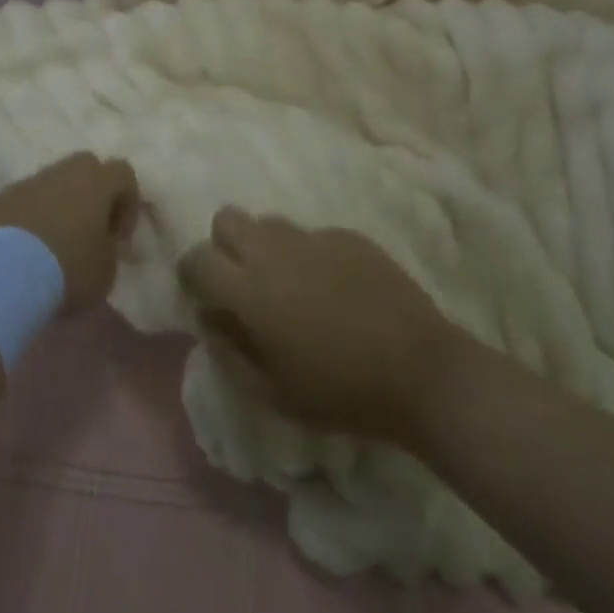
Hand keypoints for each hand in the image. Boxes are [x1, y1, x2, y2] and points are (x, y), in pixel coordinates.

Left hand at [0, 153, 138, 312]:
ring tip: (54, 243)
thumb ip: (110, 249)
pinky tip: (26, 249)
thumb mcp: (106, 270)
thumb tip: (102, 243)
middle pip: (85, 167)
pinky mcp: (0, 197)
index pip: (123, 173)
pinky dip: (31, 216)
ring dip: (59, 204)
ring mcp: (28, 182)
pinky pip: (25, 200)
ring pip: (52, 182)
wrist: (3, 274)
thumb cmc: (67, 268)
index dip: (127, 203)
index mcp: (96, 182)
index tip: (118, 237)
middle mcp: (63, 172)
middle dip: (91, 193)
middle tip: (88, 230)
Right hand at [178, 210, 461, 443]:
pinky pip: (311, 235)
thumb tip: (211, 319)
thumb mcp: (272, 394)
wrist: (421, 372)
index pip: (197, 258)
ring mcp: (313, 237)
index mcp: (249, 289)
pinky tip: (334, 288)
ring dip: (265, 246)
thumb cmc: (340, 393)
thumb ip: (229, 353)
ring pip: (269, 222)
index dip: (192, 274)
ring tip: (290, 284)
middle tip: (244, 282)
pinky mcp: (347, 235)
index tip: (205, 295)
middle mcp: (274, 251)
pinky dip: (309, 255)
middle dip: (224, 245)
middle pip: (227, 219)